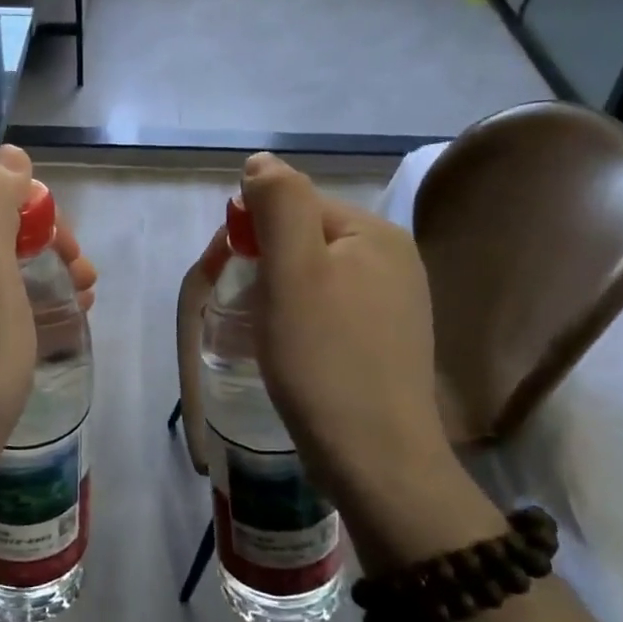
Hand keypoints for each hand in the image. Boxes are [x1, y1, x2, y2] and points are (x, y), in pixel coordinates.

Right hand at [235, 153, 461, 533]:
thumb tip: (262, 162)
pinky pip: (332, 311)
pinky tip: (292, 352)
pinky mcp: (388, 343)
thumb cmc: (324, 358)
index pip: (297, 206)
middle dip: (265, 264)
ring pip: (316, 278)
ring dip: (279, 295)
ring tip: (262, 334)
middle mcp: (395, 260)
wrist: (376, 459)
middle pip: (307, 240)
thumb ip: (279, 203)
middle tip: (241, 309)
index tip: (226, 273)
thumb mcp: (293, 270)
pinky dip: (302, 321)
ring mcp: (397, 304)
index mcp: (376, 234)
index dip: (254, 232)